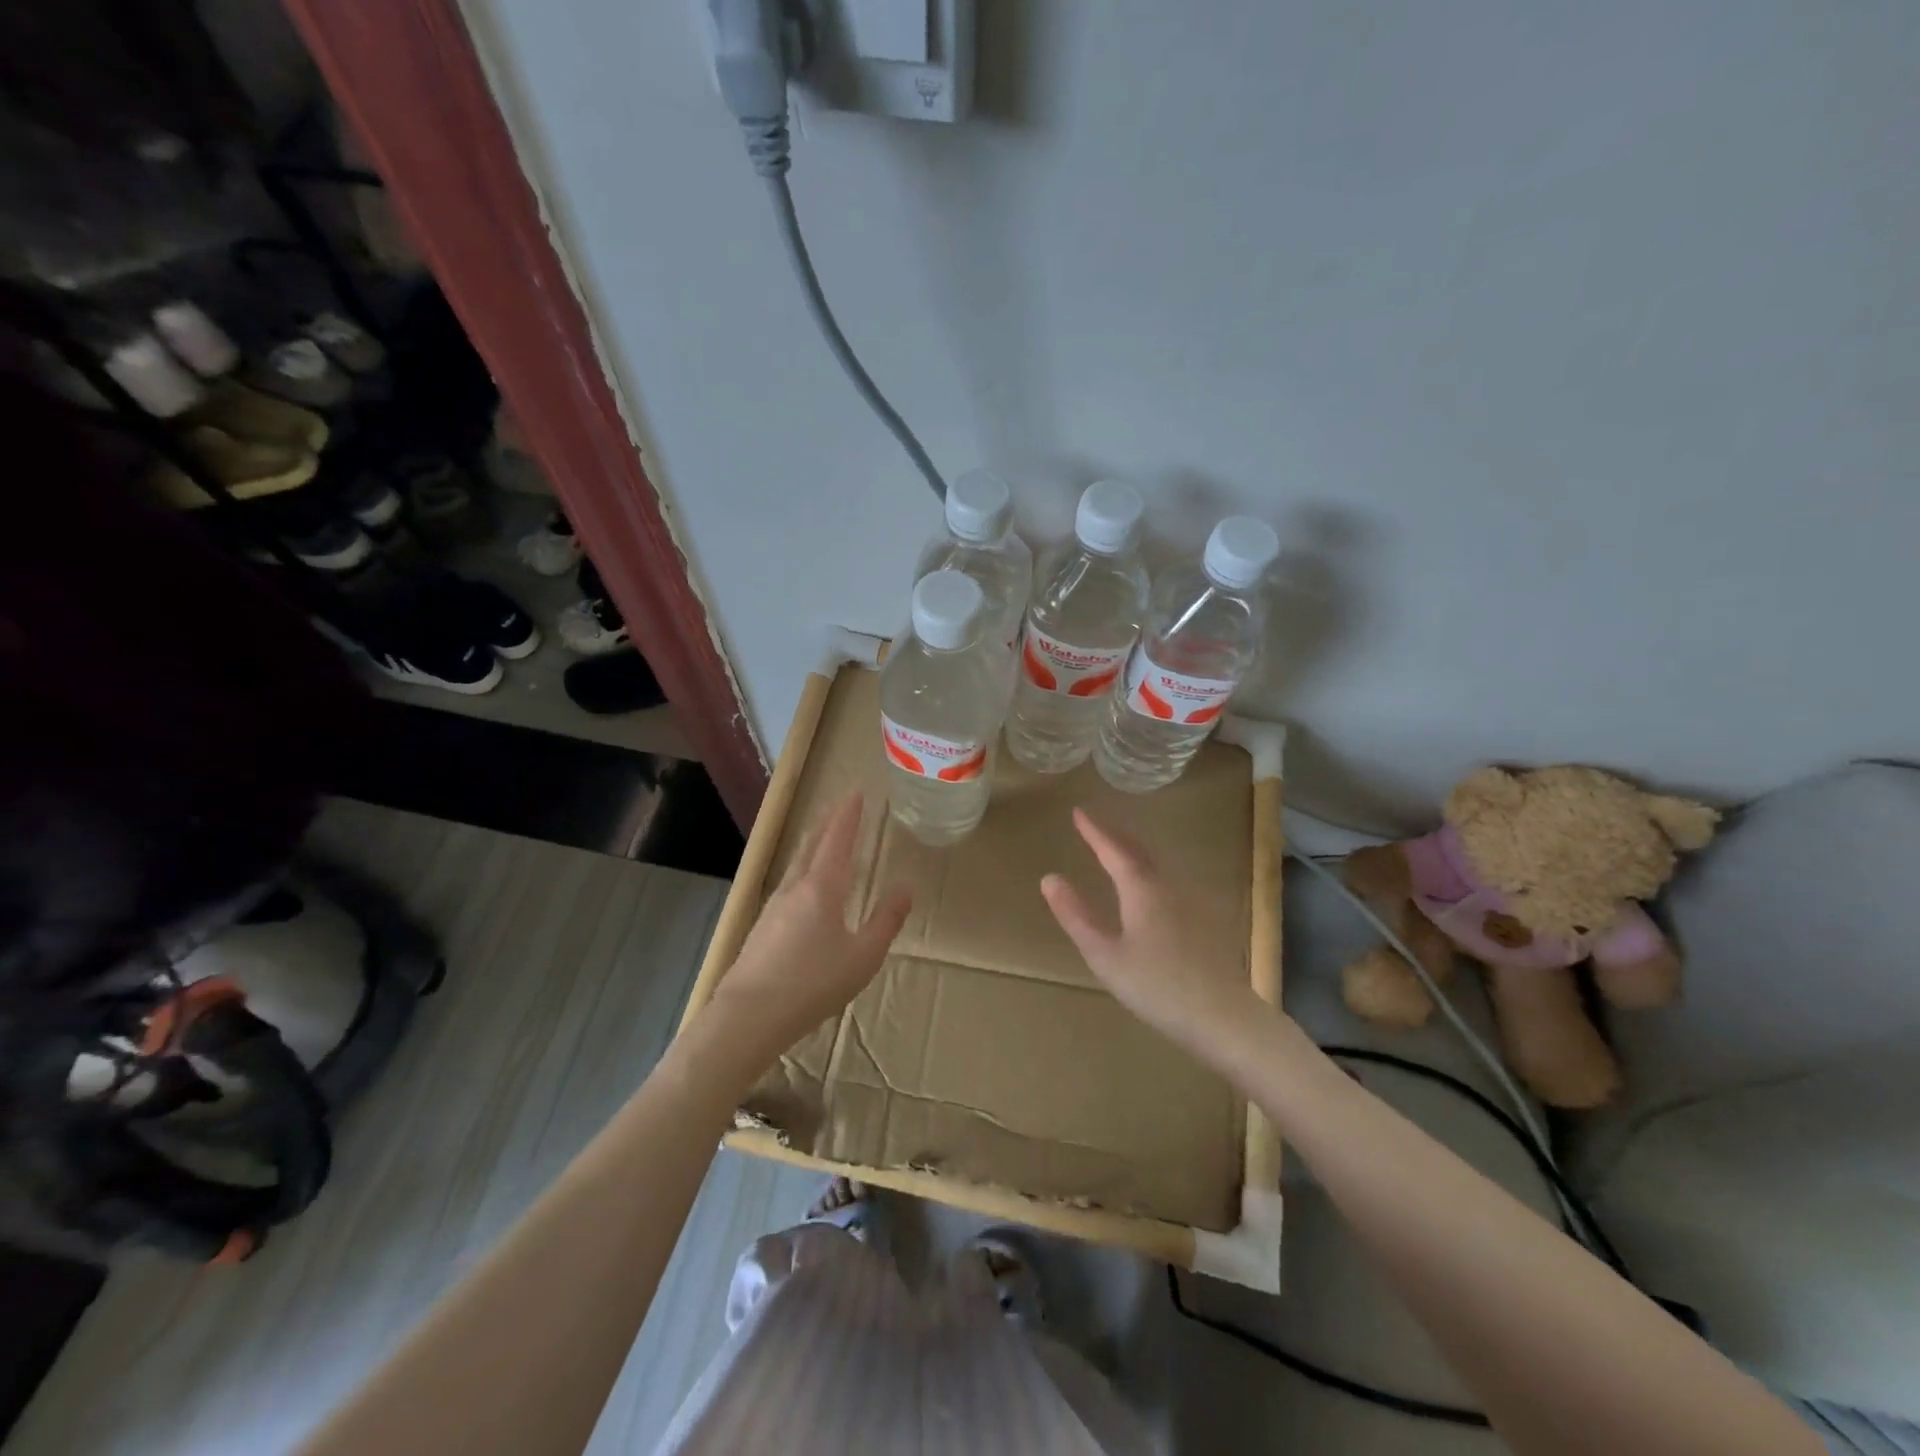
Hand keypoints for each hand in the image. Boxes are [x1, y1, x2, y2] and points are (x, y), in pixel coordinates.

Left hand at [710, 792, 911, 1059]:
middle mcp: (794, 888)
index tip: (855, 792)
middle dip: (828, 823)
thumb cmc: (813, 984)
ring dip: (813, 845)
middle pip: (811, 845)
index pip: (836, 839)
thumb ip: (886, 920)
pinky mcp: (761, 928)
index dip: (847, 815)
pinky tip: (804, 888)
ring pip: (797, 864)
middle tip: (841, 806)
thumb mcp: (863, 956)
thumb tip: (906, 887)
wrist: (748, 1017)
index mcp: (821, 887)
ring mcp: (773, 907)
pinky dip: (803, 870)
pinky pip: (788, 884)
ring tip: (824, 839)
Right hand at [1041, 808, 1264, 1055]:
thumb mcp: (1105, 955)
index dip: (1094, 831)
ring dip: (1134, 850)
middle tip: (1095, 825)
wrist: (1223, 1017)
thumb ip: (1076, 916)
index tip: (1078, 812)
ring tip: (1117, 848)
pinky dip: (1149, 870)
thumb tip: (1049, 878)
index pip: (1113, 850)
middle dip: (1115, 836)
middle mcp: (1168, 887)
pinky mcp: (1204, 920)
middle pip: (1139, 851)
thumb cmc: (1156, 987)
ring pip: (1157, 865)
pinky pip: (1169, 880)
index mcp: (1142, 890)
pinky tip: (1150, 885)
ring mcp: (1190, 902)